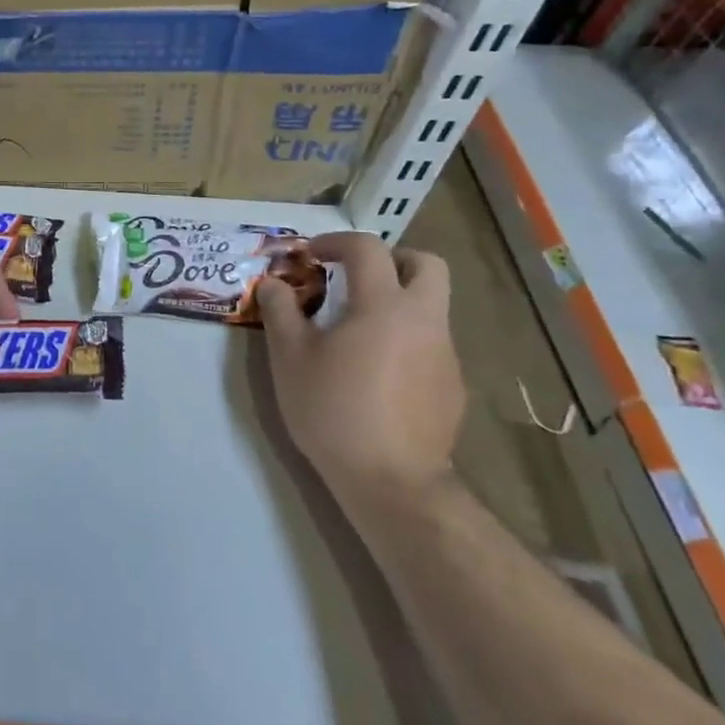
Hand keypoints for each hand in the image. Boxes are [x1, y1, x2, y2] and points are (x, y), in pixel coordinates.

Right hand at [255, 230, 465, 515]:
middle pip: (426, 264)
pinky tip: (377, 374)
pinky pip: (431, 344)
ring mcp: (445, 354)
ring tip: (359, 332)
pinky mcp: (452, 386)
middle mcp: (424, 320)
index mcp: (383, 305)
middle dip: (392, 260)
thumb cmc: (333, 410)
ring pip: (431, 306)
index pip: (367, 249)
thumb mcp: (290, 358)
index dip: (336, 242)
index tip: (311, 255)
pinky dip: (406, 340)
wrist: (392, 482)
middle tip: (357, 278)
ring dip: (398, 302)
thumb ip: (280, 311)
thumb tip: (272, 283)